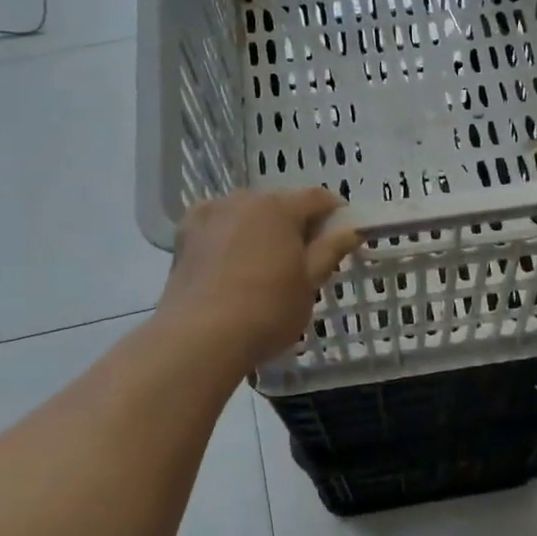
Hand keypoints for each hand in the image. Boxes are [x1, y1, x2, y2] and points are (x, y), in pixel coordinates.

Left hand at [159, 187, 359, 370]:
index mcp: (280, 208)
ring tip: (264, 264)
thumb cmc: (267, 311)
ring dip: (261, 228)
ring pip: (247, 213)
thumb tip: (351, 229)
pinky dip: (229, 235)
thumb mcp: (309, 283)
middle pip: (280, 203)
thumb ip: (330, 250)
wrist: (200, 337)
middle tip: (303, 259)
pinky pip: (218, 225)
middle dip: (295, 223)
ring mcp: (210, 213)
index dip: (335, 213)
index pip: (318, 198)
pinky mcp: (185, 233)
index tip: (341, 235)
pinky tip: (230, 262)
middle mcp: (244, 199)